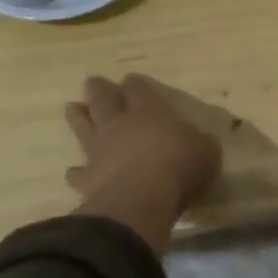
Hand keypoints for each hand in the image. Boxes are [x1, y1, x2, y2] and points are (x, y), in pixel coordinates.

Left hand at [64, 74, 221, 252]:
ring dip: (78, 117)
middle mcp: (120, 124)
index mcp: (150, 111)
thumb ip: (199, 142)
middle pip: (104, 100)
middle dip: (99, 89)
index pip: (139, 89)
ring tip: (72, 107)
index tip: (130, 79)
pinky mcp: (87, 179)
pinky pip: (78, 173)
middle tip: (92, 81)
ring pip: (84, 127)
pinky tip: (72, 172)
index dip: (134, 84)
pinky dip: (75, 172)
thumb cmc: (179, 166)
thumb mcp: (206, 150)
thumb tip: (199, 141)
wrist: (140, 199)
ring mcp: (99, 150)